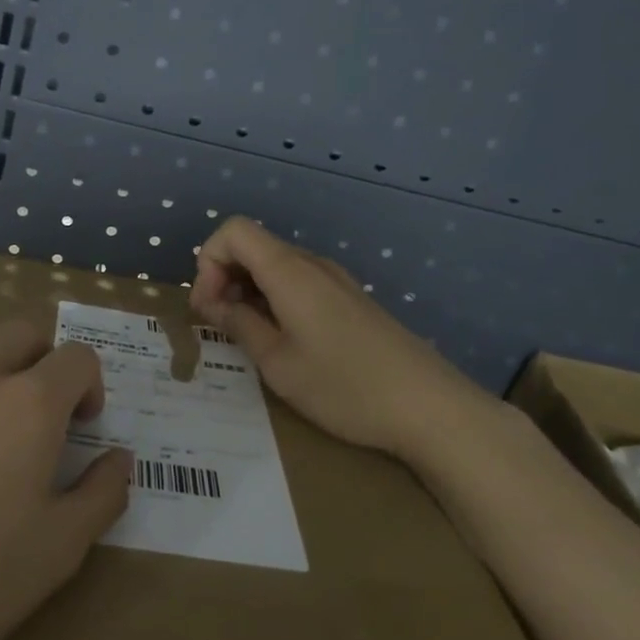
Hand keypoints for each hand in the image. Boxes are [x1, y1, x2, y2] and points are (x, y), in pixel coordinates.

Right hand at [188, 217, 506, 467]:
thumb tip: (212, 303)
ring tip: (249, 337)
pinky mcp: (350, 300)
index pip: (233, 231)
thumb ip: (238, 325)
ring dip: (248, 292)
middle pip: (253, 246)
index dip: (208, 262)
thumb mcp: (277, 363)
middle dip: (223, 278)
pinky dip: (275, 300)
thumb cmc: (345, 387)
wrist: (431, 408)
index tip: (208, 307)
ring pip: (275, 266)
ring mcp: (335, 280)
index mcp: (290, 272)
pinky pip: (299, 283)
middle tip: (219, 326)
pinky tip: (283, 341)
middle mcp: (312, 264)